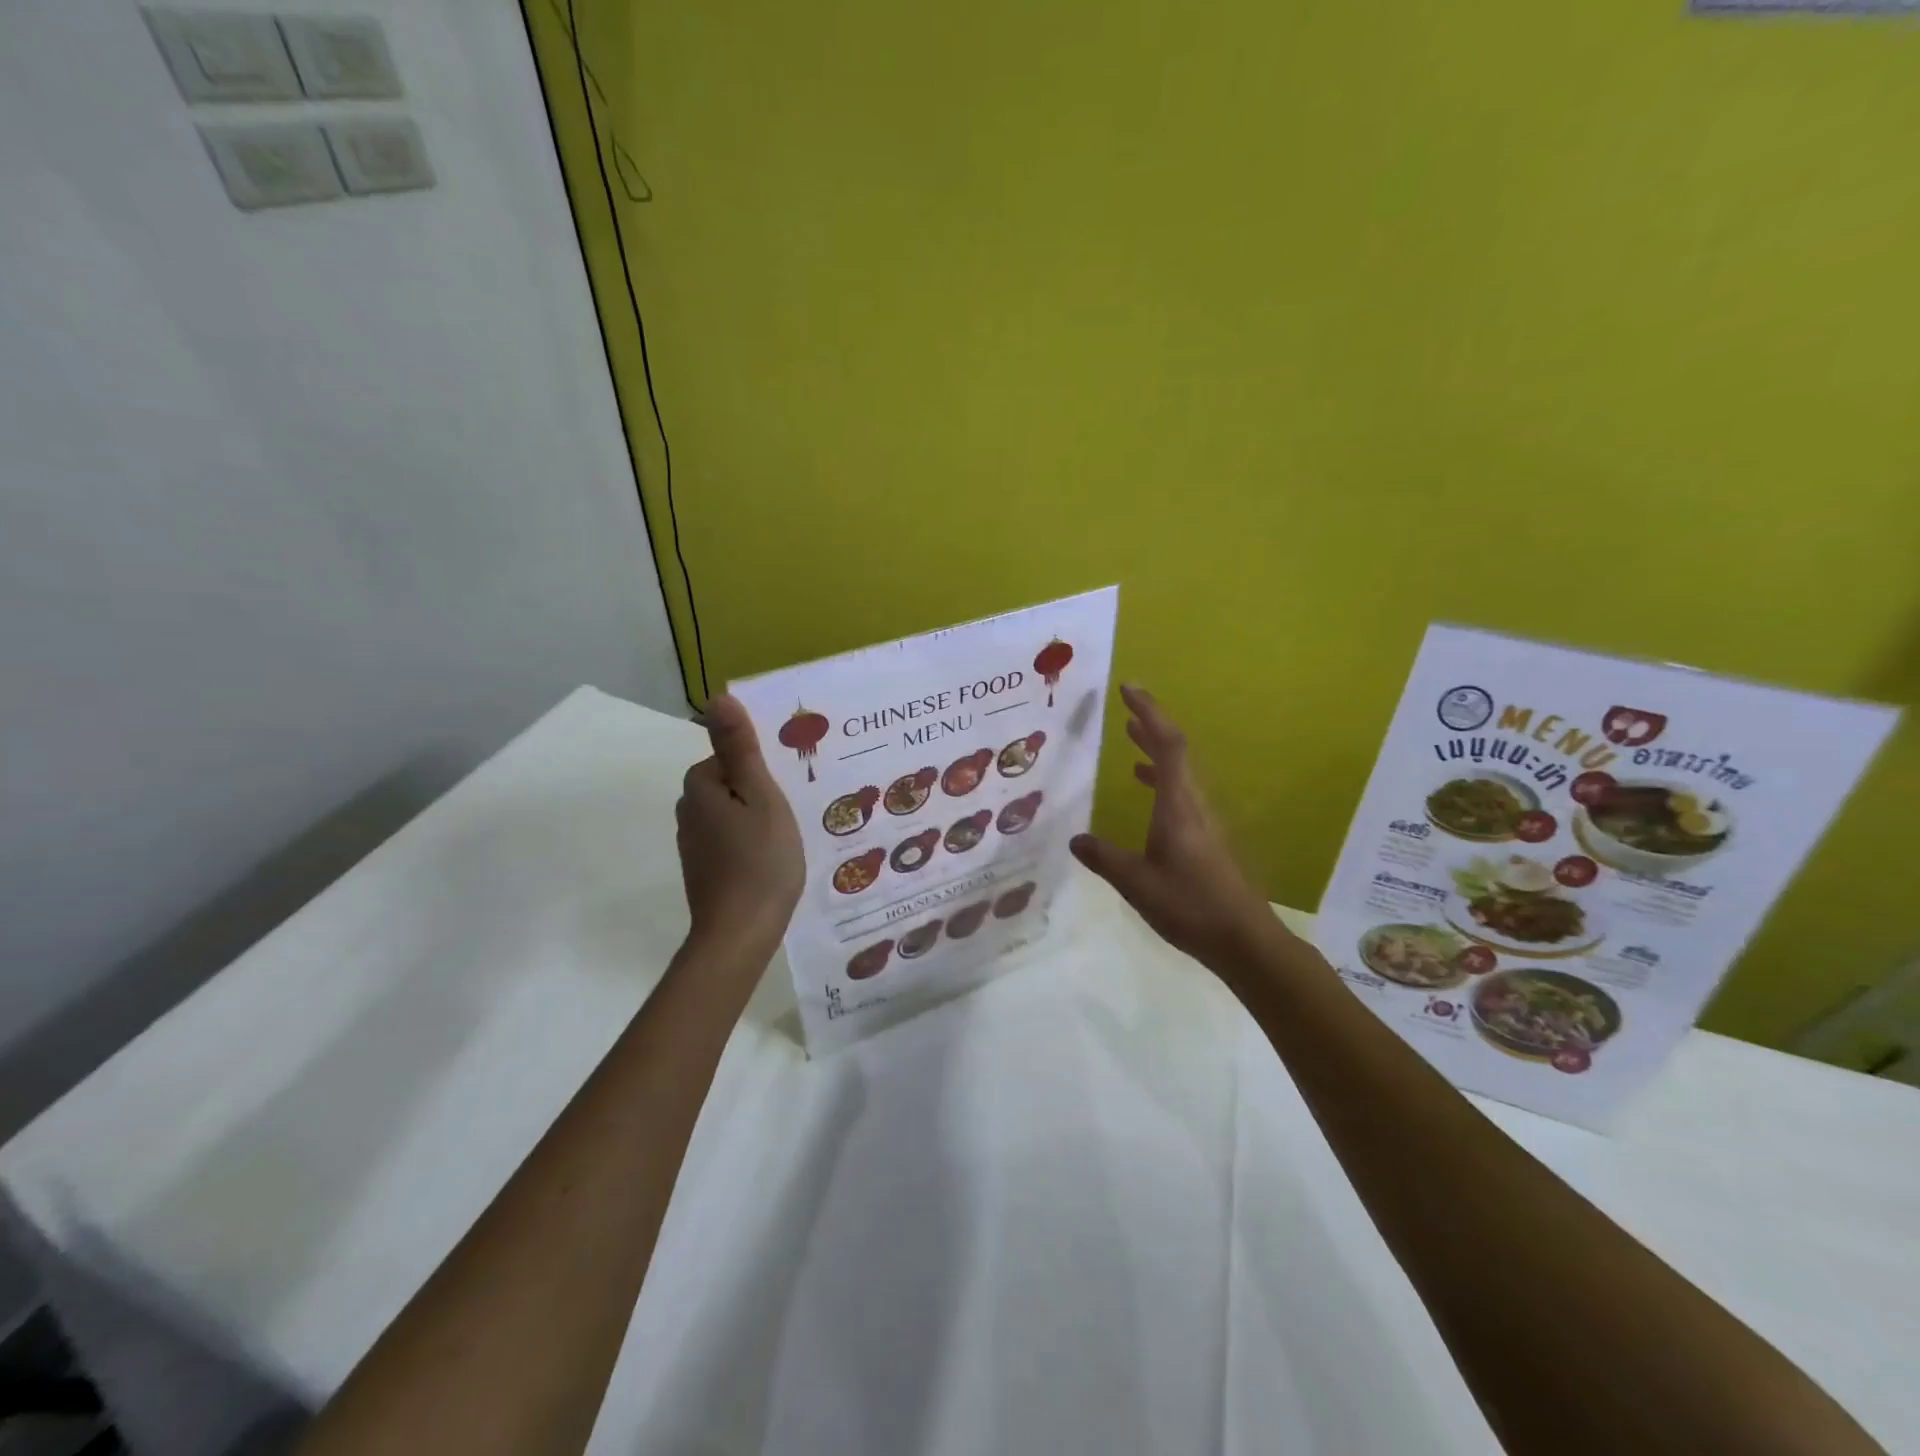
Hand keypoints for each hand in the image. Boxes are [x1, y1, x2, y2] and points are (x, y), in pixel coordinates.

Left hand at [676, 695, 803, 964]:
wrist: (740, 934)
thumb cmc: (759, 860)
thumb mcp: (761, 797)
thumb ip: (740, 749)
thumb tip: (717, 698)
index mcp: (700, 788)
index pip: (730, 759)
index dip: (761, 772)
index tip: (787, 790)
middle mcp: (688, 813)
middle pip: (729, 786)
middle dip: (759, 795)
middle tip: (794, 813)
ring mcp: (694, 846)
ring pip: (730, 816)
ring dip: (756, 821)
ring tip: (788, 839)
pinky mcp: (703, 872)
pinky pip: (730, 842)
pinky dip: (749, 846)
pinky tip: (771, 863)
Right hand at [1070, 685, 1286, 975]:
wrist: (1243, 940)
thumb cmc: (1189, 905)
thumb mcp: (1136, 882)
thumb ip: (1104, 858)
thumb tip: (1075, 840)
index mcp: (1178, 805)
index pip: (1167, 744)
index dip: (1149, 713)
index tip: (1128, 689)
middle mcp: (1195, 804)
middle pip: (1176, 750)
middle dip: (1150, 723)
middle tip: (1125, 705)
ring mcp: (1204, 820)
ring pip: (1180, 771)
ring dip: (1155, 749)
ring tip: (1130, 736)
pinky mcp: (1206, 838)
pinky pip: (1181, 792)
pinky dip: (1161, 778)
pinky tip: (1144, 788)